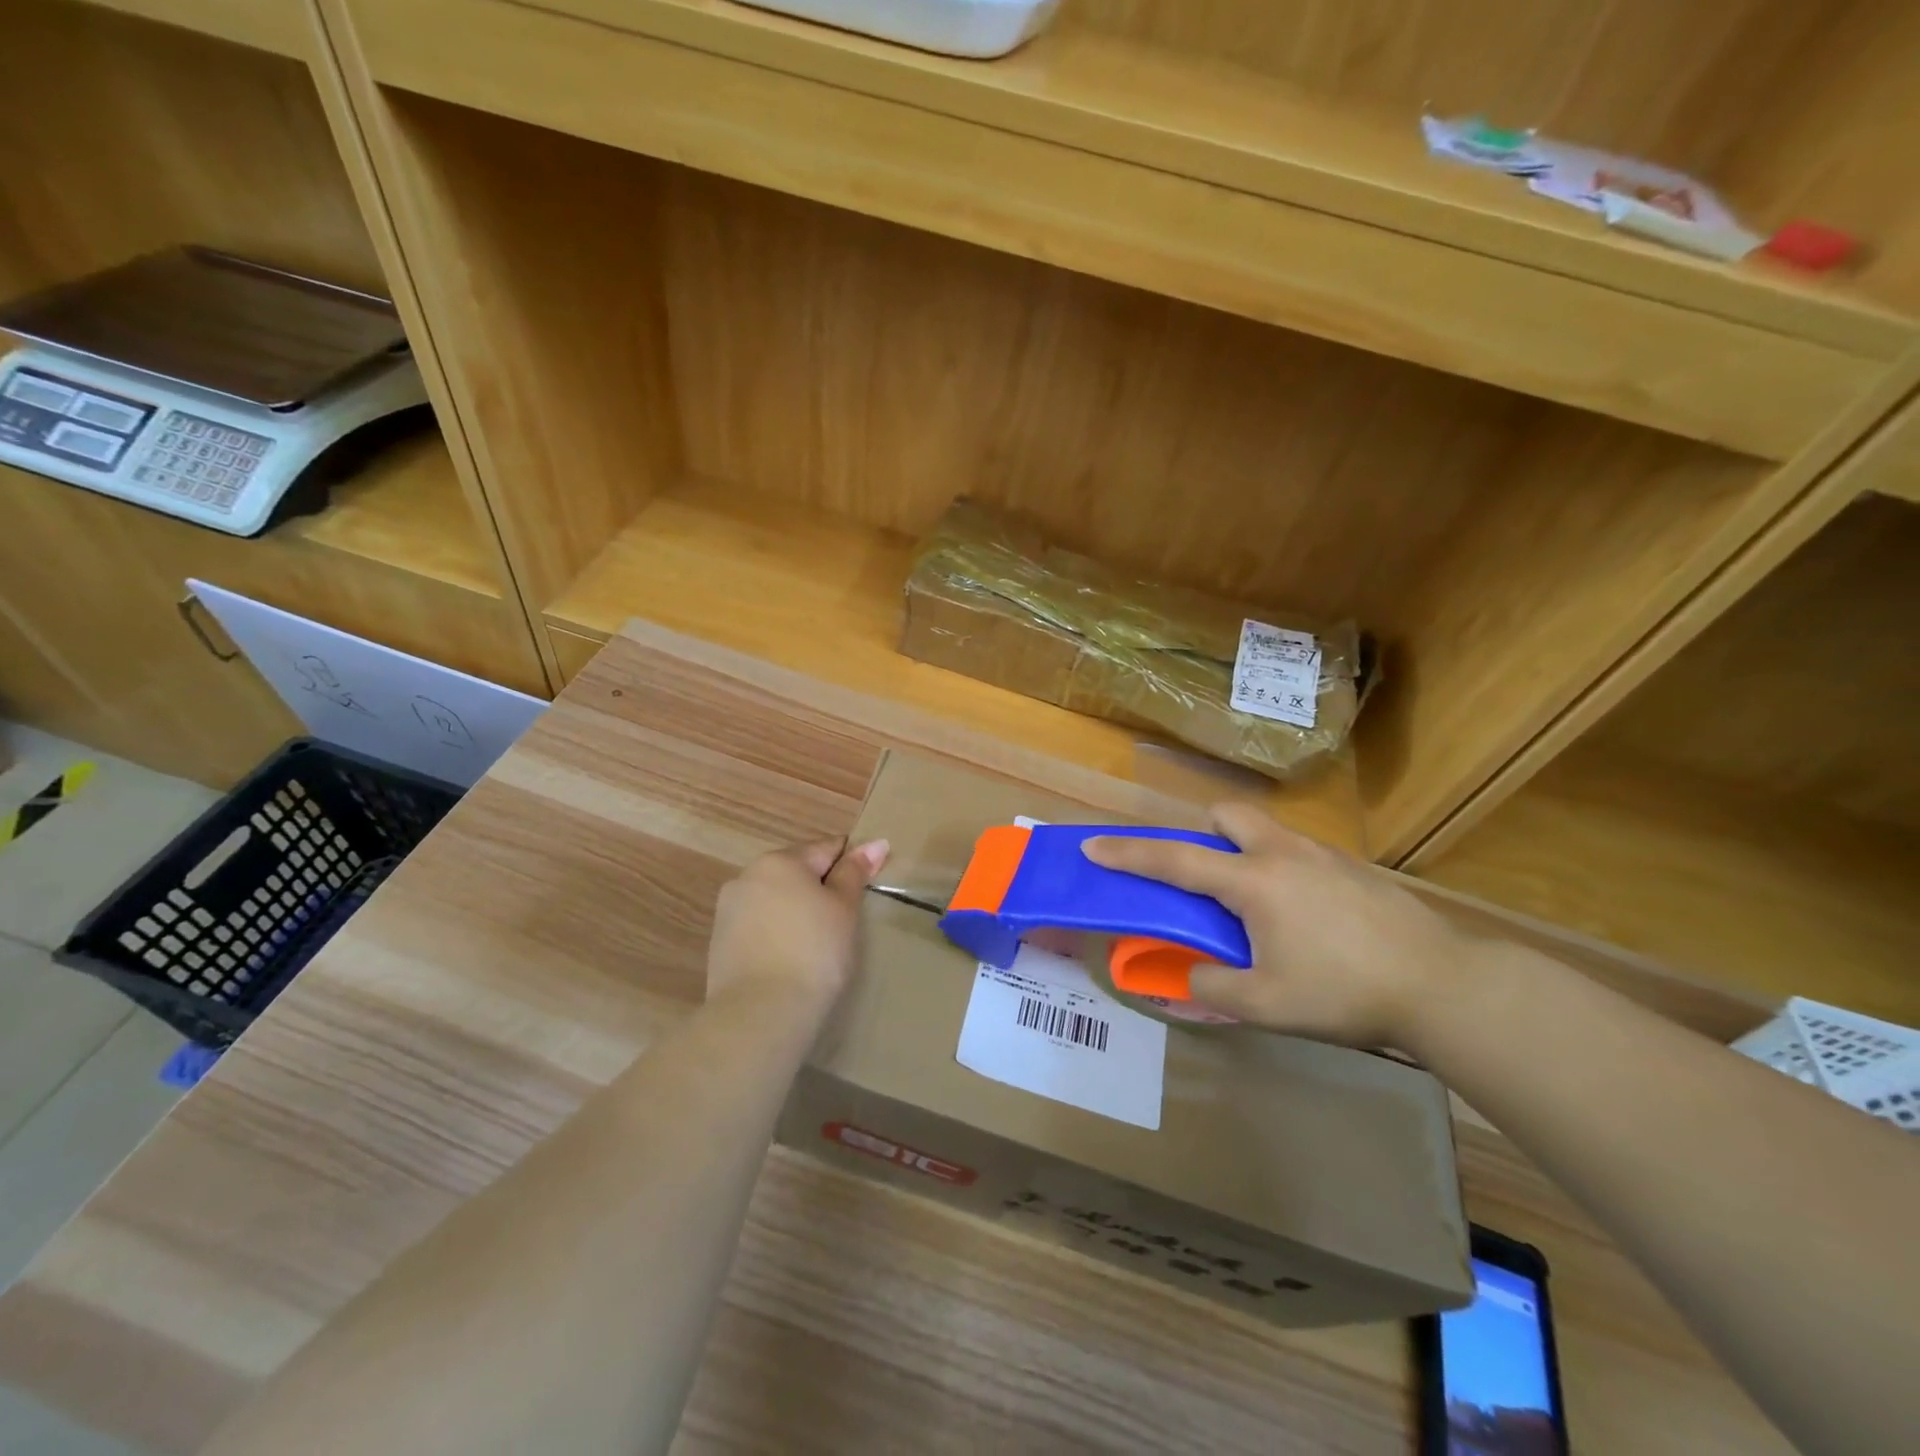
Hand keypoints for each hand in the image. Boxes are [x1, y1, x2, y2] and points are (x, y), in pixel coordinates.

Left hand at [706, 837, 889, 1009]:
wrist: (760, 1013)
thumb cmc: (814, 951)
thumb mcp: (844, 908)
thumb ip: (855, 873)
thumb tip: (875, 843)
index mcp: (780, 861)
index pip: (826, 849)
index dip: (851, 864)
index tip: (867, 888)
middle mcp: (748, 876)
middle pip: (796, 872)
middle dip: (820, 888)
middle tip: (845, 921)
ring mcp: (728, 910)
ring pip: (775, 900)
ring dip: (797, 911)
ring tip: (819, 945)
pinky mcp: (720, 943)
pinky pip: (759, 926)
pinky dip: (778, 934)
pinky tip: (792, 959)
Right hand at [1084, 805, 1478, 1047]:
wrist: (1443, 985)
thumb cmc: (1345, 992)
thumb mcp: (1266, 1005)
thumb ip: (1213, 985)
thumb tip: (1189, 973)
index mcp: (1252, 882)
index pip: (1174, 860)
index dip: (1128, 854)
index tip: (1094, 847)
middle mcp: (1282, 854)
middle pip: (1226, 816)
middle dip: (1202, 833)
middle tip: (1205, 877)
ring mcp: (1323, 856)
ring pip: (1266, 831)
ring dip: (1244, 851)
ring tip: (1258, 907)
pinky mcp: (1355, 869)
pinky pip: (1299, 852)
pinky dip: (1282, 870)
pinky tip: (1308, 919)